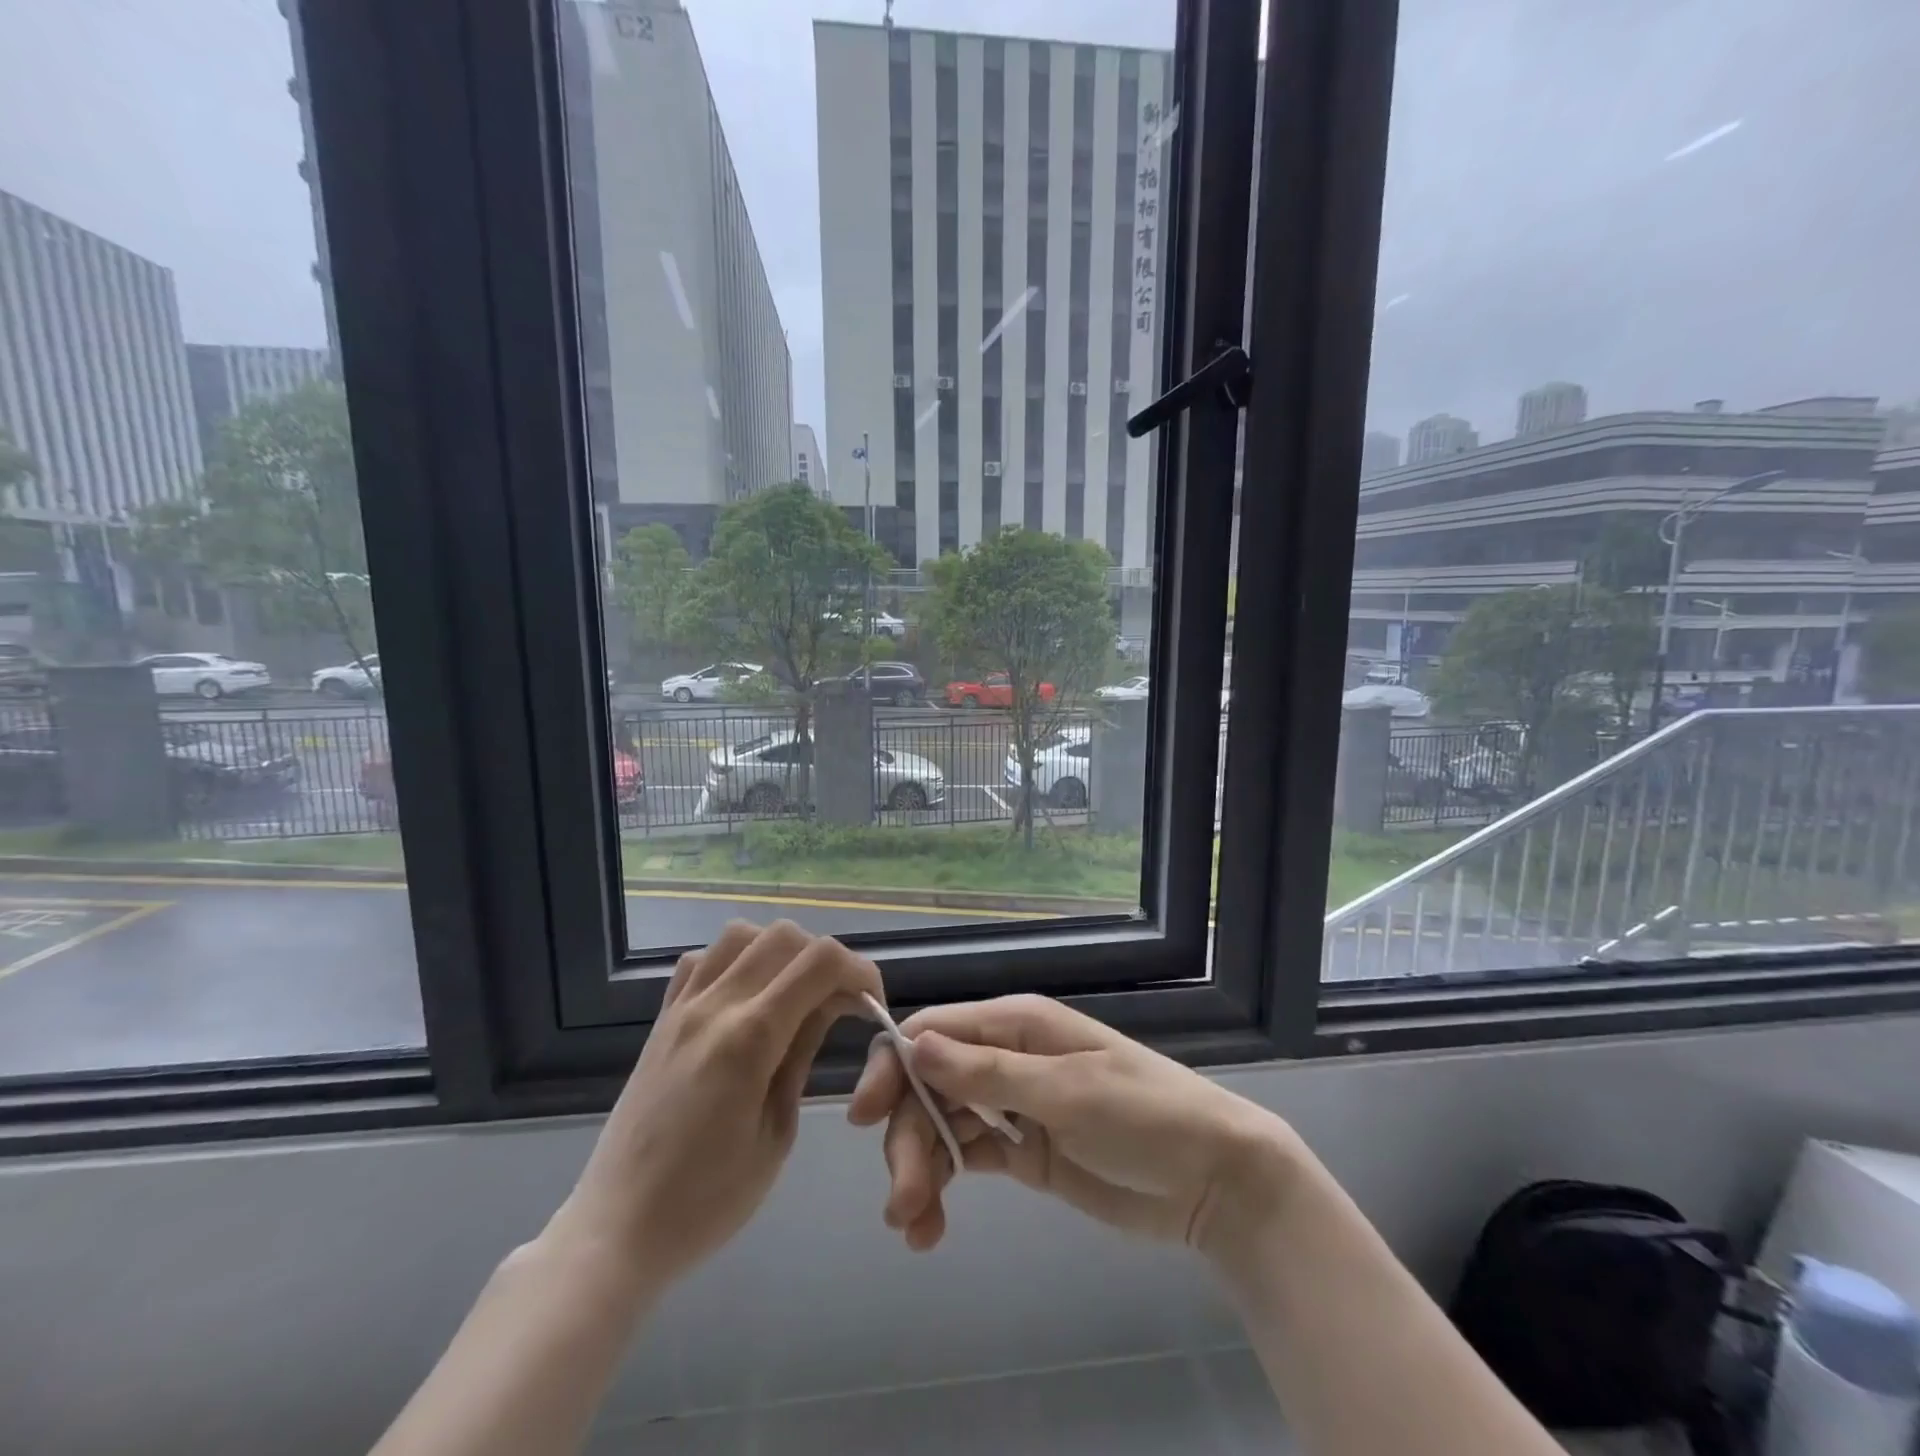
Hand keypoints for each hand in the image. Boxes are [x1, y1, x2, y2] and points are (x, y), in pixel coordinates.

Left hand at [545, 920, 881, 1293]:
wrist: (615, 1231)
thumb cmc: (707, 1202)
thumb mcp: (776, 1134)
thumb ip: (803, 1053)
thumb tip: (832, 1003)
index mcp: (749, 1039)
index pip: (820, 963)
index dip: (859, 970)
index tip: (871, 1003)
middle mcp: (714, 1006)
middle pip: (784, 936)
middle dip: (825, 959)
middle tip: (838, 1002)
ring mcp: (681, 1007)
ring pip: (741, 935)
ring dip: (779, 951)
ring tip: (793, 993)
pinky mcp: (661, 1018)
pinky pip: (701, 960)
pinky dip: (734, 960)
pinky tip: (745, 997)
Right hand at [847, 994, 1298, 1258]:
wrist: (1211, 1179)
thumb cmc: (1144, 1116)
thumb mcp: (1067, 1091)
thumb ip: (989, 1072)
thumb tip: (915, 1043)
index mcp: (1015, 1025)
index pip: (934, 1031)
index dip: (893, 1066)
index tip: (864, 1116)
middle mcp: (1005, 1058)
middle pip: (929, 1085)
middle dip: (908, 1136)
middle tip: (903, 1201)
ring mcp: (1013, 1105)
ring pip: (941, 1125)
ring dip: (919, 1169)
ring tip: (915, 1228)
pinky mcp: (1022, 1150)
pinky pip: (966, 1158)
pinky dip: (942, 1188)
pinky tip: (930, 1228)